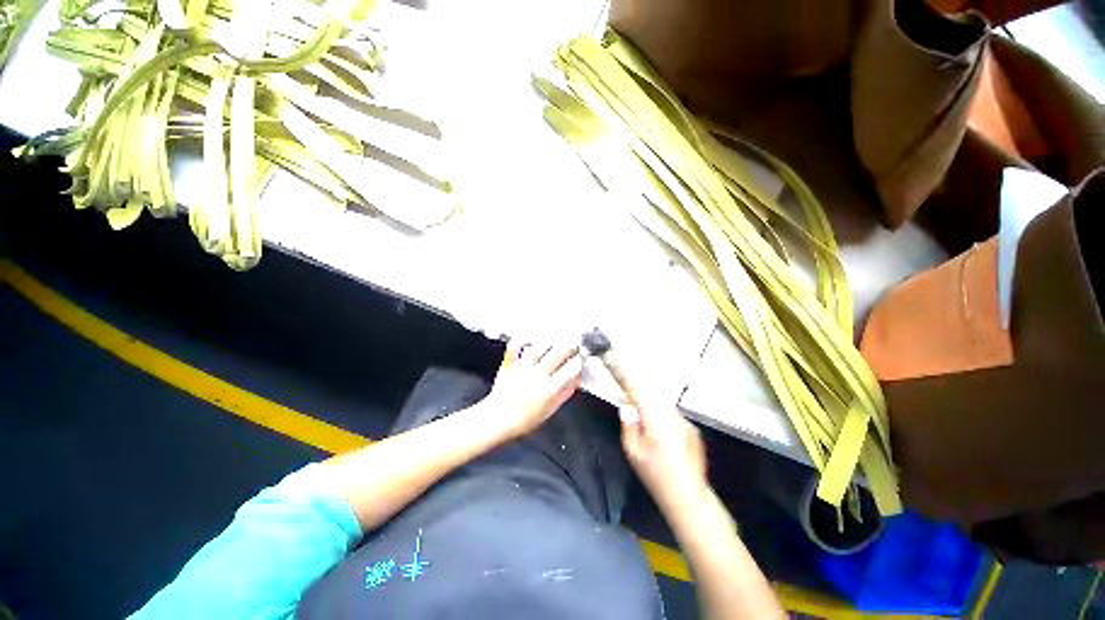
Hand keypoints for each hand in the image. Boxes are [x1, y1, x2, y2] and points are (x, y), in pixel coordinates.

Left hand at [481, 340, 583, 439]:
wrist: (498, 420)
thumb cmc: (525, 419)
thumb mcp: (550, 410)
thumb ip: (565, 393)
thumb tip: (577, 380)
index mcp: (550, 389)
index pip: (571, 369)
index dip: (579, 360)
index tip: (582, 356)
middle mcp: (538, 375)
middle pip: (559, 353)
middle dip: (570, 346)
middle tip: (574, 343)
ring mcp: (523, 367)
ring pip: (540, 347)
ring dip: (551, 341)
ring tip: (557, 338)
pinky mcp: (509, 364)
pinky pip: (515, 346)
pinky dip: (522, 339)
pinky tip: (531, 337)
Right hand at [619, 385, 708, 512]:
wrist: (688, 496)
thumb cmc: (656, 475)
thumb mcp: (632, 451)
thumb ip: (628, 424)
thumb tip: (626, 407)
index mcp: (655, 419)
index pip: (639, 392)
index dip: (627, 381)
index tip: (618, 373)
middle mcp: (672, 416)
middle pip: (652, 395)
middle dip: (640, 394)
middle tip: (629, 402)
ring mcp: (685, 422)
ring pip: (664, 404)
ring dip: (652, 405)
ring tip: (645, 421)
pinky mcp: (693, 429)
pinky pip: (674, 415)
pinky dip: (664, 417)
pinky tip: (662, 436)